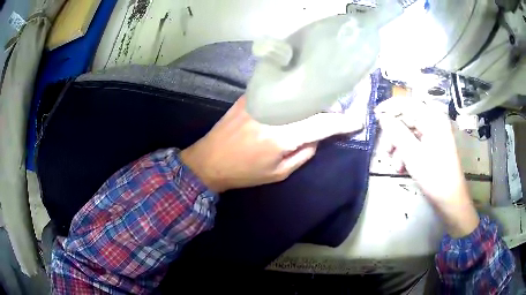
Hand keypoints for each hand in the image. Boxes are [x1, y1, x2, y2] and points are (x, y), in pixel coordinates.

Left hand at [181, 96, 362, 192]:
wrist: (209, 160)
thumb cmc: (244, 172)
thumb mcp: (279, 173)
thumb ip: (304, 153)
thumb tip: (318, 137)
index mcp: (282, 136)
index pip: (322, 124)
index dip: (343, 122)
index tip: (357, 120)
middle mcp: (274, 112)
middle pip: (312, 103)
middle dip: (329, 109)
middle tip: (337, 116)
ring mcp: (261, 99)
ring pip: (299, 94)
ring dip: (314, 101)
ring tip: (320, 108)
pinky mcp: (251, 95)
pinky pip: (281, 90)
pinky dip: (295, 94)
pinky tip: (299, 100)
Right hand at [375, 97, 479, 237]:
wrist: (450, 199)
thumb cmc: (434, 175)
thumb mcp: (412, 154)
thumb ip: (396, 132)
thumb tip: (382, 117)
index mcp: (433, 118)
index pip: (407, 103)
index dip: (389, 107)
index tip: (374, 115)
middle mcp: (434, 121)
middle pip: (407, 118)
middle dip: (394, 134)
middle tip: (385, 150)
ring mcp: (434, 133)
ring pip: (409, 132)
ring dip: (398, 146)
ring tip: (395, 165)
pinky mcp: (433, 144)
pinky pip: (415, 141)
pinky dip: (406, 152)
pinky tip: (402, 166)